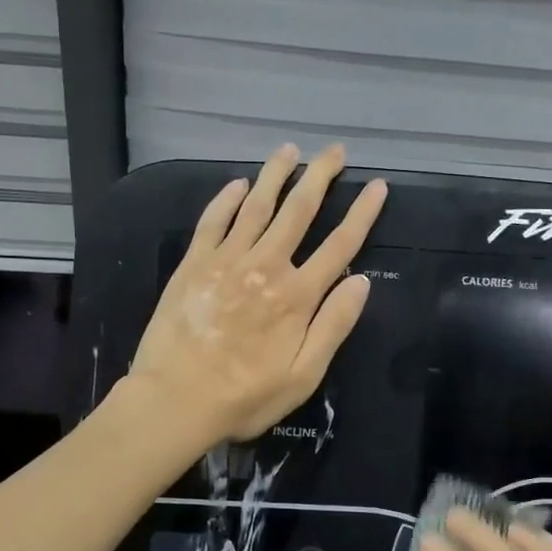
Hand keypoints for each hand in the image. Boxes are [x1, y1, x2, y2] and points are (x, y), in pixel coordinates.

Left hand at [128, 144, 386, 448]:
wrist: (174, 400)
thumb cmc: (245, 397)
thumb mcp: (303, 376)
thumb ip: (333, 326)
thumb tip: (361, 281)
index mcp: (297, 297)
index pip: (340, 246)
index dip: (362, 214)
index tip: (377, 186)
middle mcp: (266, 267)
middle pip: (299, 211)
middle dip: (320, 177)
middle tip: (334, 150)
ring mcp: (227, 261)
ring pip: (257, 206)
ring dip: (275, 175)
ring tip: (290, 150)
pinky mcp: (194, 264)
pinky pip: (214, 221)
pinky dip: (227, 199)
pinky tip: (239, 183)